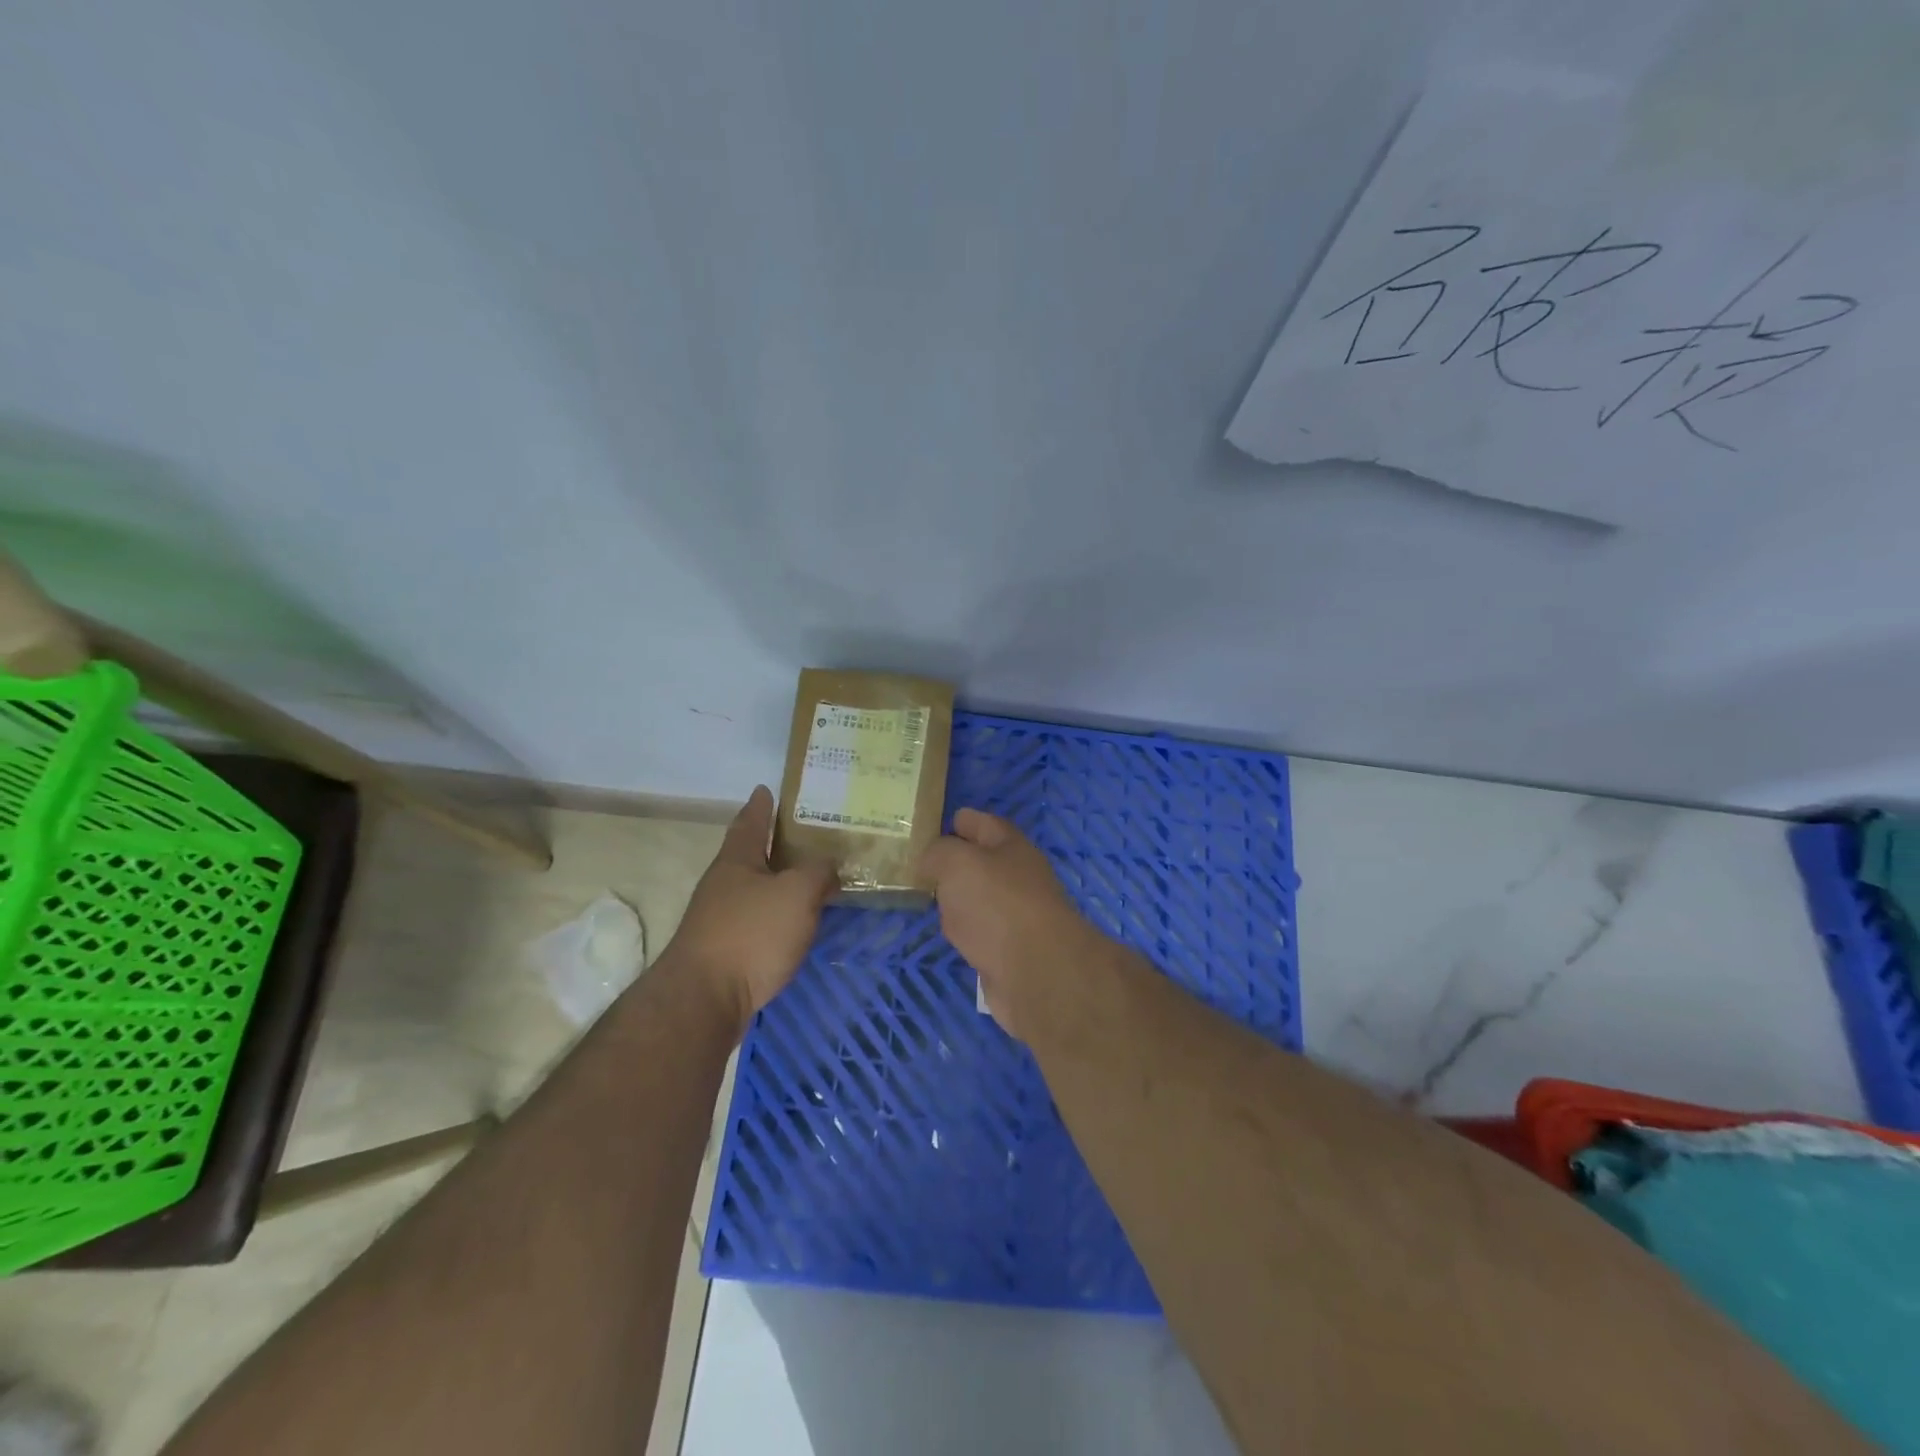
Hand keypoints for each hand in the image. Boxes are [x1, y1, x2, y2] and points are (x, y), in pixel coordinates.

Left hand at [669, 786, 835, 1032]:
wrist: (703, 1001)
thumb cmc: (750, 934)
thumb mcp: (796, 894)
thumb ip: (817, 873)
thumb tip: (827, 866)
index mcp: (737, 861)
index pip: (750, 822)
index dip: (760, 806)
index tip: (765, 789)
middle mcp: (723, 885)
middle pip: (751, 857)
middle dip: (775, 846)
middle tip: (807, 837)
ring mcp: (719, 920)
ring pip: (755, 891)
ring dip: (778, 884)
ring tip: (809, 881)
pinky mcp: (723, 952)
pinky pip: (757, 922)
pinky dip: (776, 917)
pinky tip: (795, 925)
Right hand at [918, 808, 1099, 1039]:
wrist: (1036, 971)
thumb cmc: (996, 903)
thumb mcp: (958, 862)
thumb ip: (939, 853)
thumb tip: (931, 860)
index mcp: (1012, 848)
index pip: (985, 824)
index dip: (964, 820)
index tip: (941, 820)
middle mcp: (1019, 878)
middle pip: (985, 862)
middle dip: (958, 859)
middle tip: (922, 861)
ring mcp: (1016, 916)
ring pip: (981, 898)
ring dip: (959, 897)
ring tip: (930, 895)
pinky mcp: (1009, 951)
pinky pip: (980, 931)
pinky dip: (965, 930)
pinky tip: (949, 932)